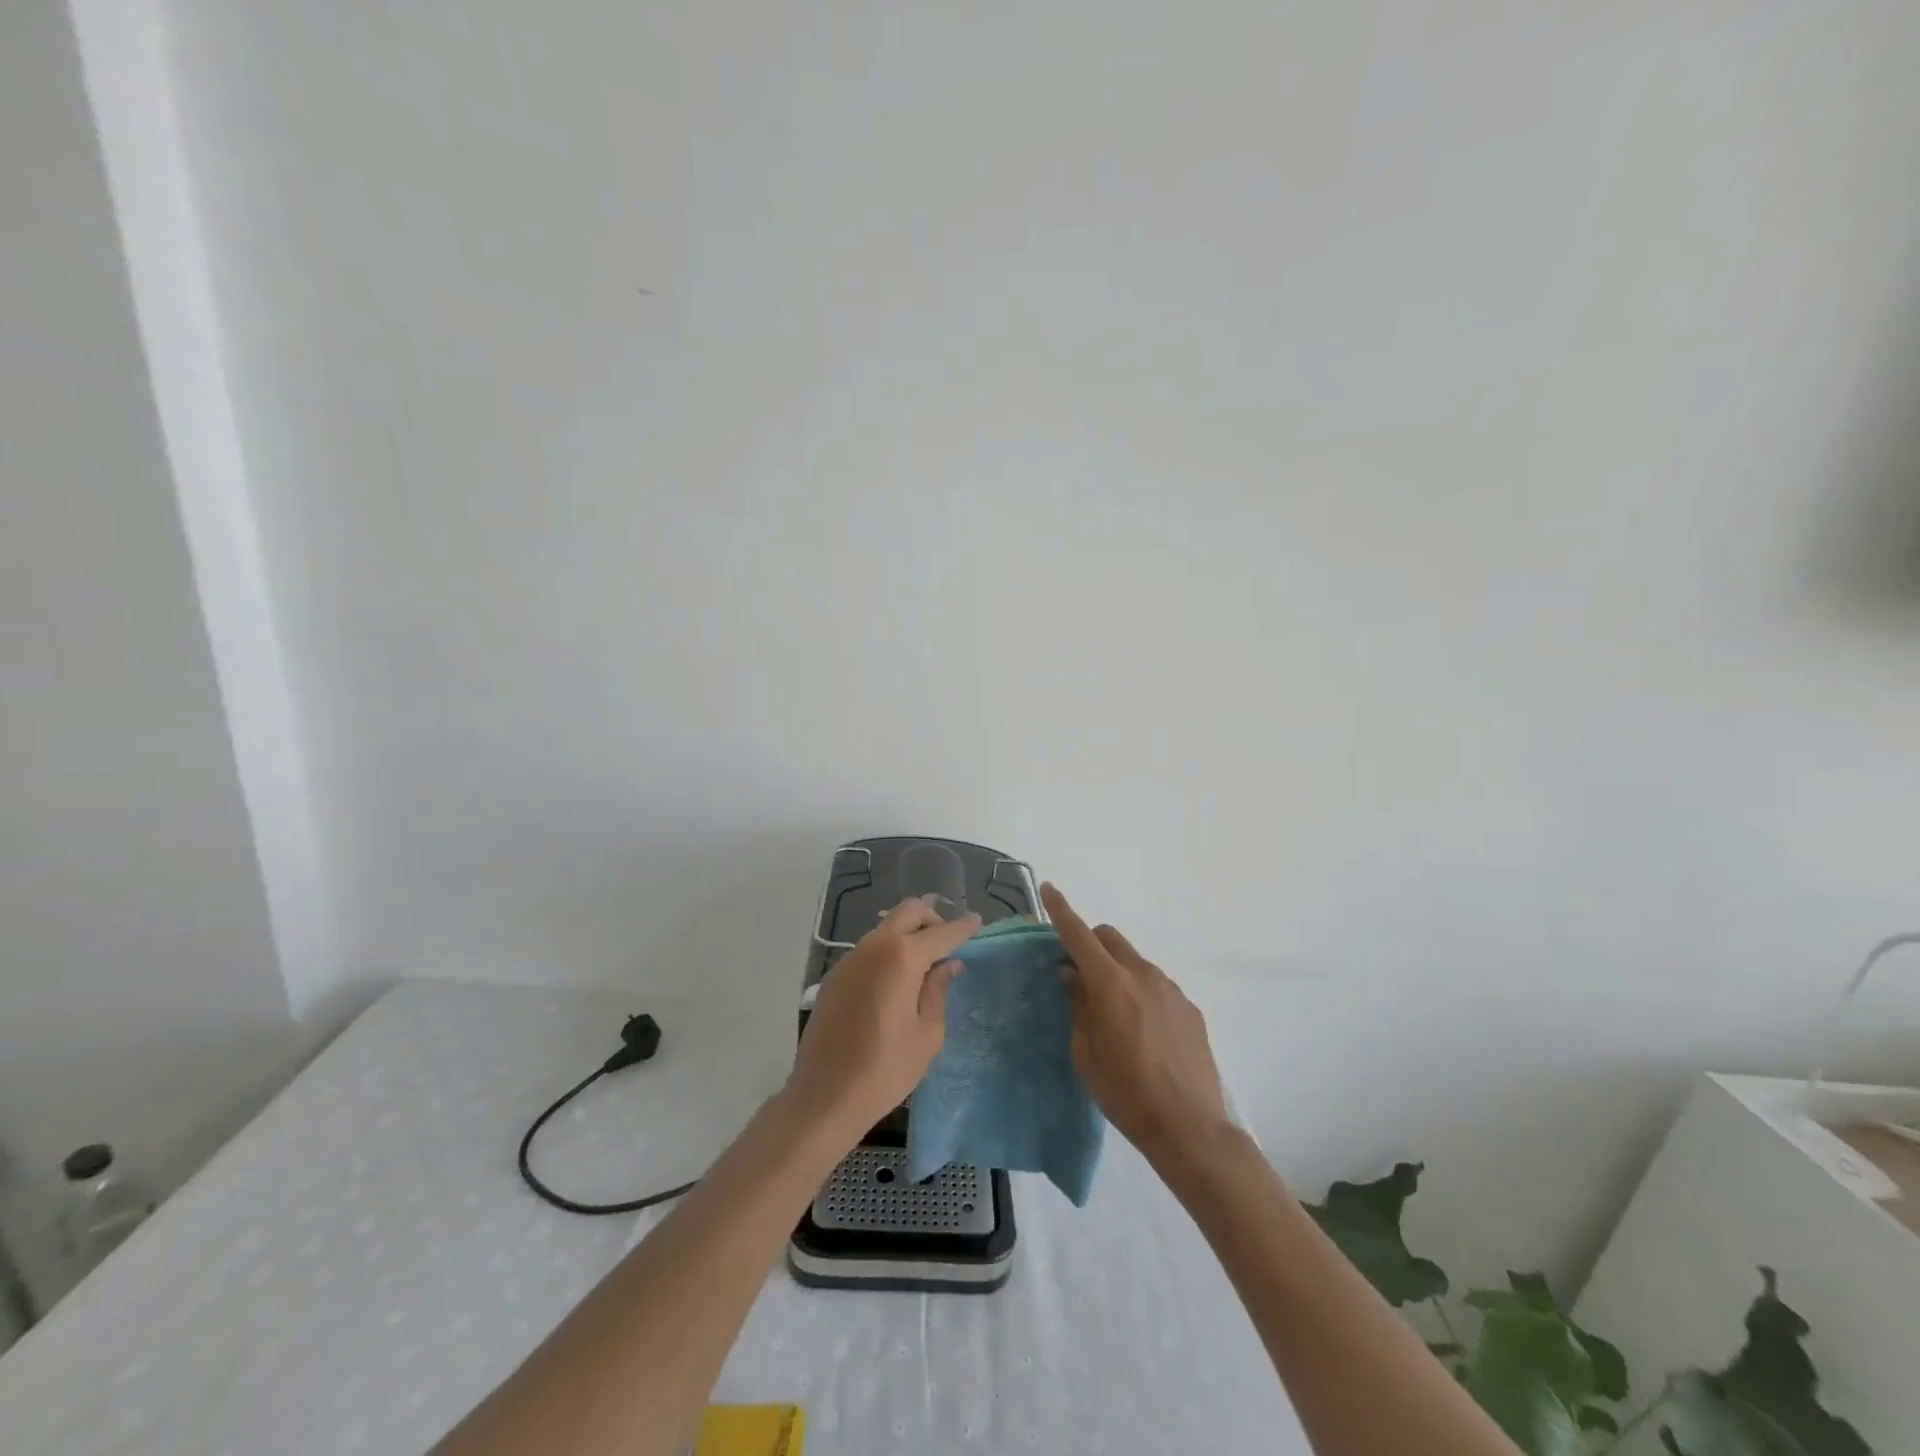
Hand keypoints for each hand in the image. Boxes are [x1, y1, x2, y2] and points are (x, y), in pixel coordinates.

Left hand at [785, 898, 980, 1139]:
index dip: (962, 927)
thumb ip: (938, 990)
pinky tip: (895, 983)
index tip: (976, 921)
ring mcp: (850, 959)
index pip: (941, 932)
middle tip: (947, 945)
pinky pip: (869, 949)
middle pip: (909, 912)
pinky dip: (888, 952)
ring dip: (908, 935)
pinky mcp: (835, 976)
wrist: (825, 1095)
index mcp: (902, 957)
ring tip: (923, 967)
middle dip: (933, 919)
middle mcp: (874, 947)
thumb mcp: (927, 1034)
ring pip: (886, 928)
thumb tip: (948, 964)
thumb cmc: (886, 1069)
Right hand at [1043, 882, 1229, 1165]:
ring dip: (1117, 970)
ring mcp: (1171, 989)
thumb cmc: (1125, 1093)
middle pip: (1110, 938)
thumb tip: (1072, 973)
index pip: (1079, 935)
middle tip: (1078, 971)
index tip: (1048, 889)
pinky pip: (1156, 986)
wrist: (1190, 1127)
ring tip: (1114, 1013)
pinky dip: (1141, 992)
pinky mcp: (1189, 1007)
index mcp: (1111, 984)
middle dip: (1090, 943)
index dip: (1061, 910)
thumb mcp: (1085, 1053)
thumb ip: (1078, 1004)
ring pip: (1134, 961)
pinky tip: (1144, 1032)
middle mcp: (1143, 975)